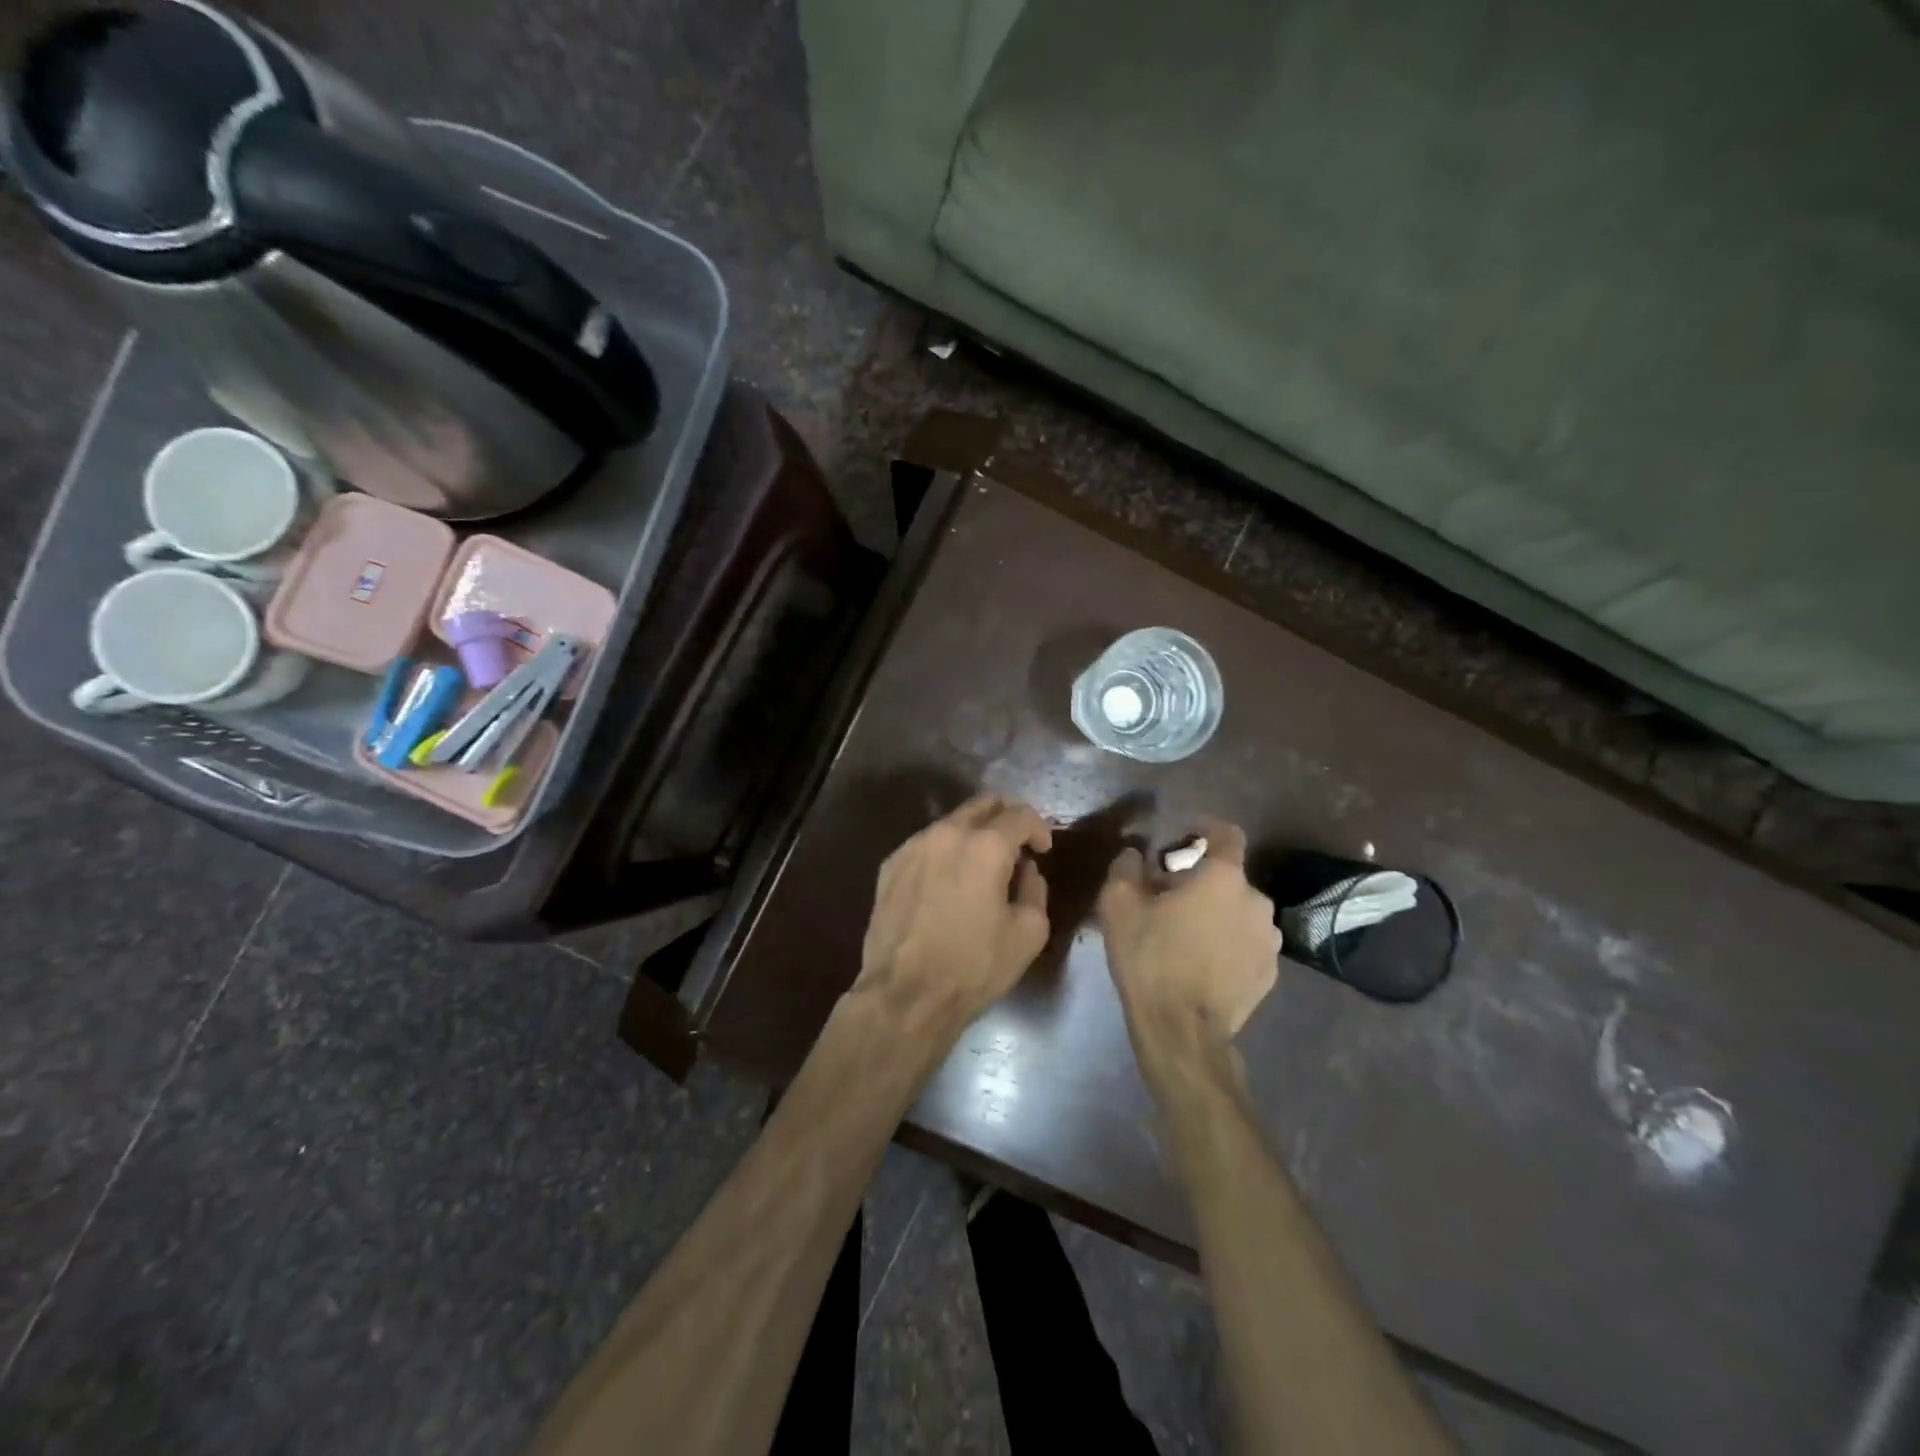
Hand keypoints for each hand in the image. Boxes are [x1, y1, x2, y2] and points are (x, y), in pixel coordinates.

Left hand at [856, 794, 1053, 1023]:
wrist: (905, 993)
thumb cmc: (973, 966)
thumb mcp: (1027, 934)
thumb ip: (1035, 890)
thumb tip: (1025, 871)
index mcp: (985, 846)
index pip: (1020, 815)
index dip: (1039, 828)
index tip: (1043, 850)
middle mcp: (947, 833)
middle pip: (983, 804)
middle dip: (1006, 818)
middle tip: (1017, 846)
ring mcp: (913, 846)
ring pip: (952, 822)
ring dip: (974, 834)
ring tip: (981, 867)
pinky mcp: (890, 864)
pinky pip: (926, 844)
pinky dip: (945, 851)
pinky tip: (948, 882)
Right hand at [1098, 819, 1280, 1049]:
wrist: (1182, 1030)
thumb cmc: (1150, 958)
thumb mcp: (1119, 905)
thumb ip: (1126, 867)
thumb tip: (1134, 855)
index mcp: (1224, 878)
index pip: (1227, 834)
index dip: (1205, 829)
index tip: (1183, 838)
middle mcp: (1257, 901)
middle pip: (1229, 877)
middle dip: (1202, 880)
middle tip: (1170, 898)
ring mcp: (1270, 940)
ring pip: (1240, 911)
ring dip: (1217, 913)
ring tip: (1187, 934)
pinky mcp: (1270, 972)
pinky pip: (1247, 943)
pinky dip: (1228, 943)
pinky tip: (1202, 962)